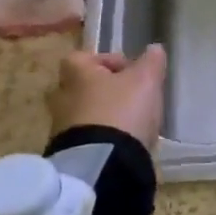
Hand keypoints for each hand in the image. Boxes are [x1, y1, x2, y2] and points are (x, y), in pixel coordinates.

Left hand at [47, 46, 166, 152]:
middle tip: (130, 98)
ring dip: (104, 116)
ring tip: (131, 125)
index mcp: (76, 73)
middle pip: (84, 86)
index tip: (130, 72)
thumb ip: (151, 62)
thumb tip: (154, 49)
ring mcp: (61, 128)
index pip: (84, 57)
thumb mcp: (145, 80)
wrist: (102, 165)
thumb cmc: (121, 111)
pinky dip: (102, 138)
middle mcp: (62, 97)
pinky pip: (86, 139)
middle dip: (106, 91)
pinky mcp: (68, 154)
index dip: (108, 61)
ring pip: (84, 114)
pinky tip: (123, 145)